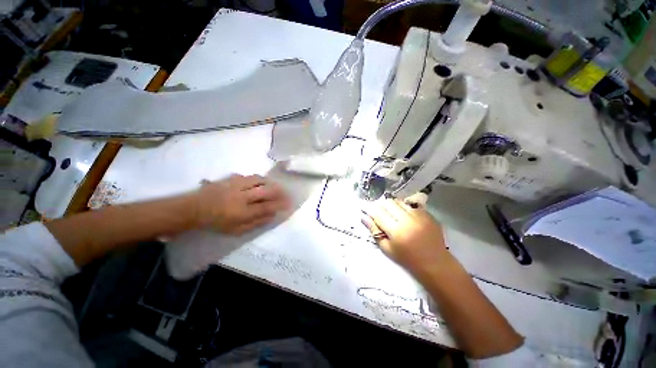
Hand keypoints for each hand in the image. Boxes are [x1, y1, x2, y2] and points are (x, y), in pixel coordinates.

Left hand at [194, 174, 289, 234]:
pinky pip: (249, 176)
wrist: (194, 209)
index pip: (267, 207)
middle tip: (285, 193)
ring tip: (274, 186)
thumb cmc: (216, 222)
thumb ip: (256, 223)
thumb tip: (272, 216)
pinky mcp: (231, 178)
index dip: (280, 205)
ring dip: (269, 183)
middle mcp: (241, 197)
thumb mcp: (236, 230)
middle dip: (278, 192)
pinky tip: (259, 183)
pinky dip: (257, 179)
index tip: (289, 203)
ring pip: (258, 180)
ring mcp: (235, 185)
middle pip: (265, 190)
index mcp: (242, 212)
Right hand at [362, 198, 449, 274]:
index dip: (370, 210)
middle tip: (380, 213)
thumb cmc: (407, 259)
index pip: (378, 213)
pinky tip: (405, 217)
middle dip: (381, 206)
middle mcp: (407, 219)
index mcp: (396, 230)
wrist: (435, 263)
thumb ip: (374, 231)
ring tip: (392, 214)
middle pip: (388, 203)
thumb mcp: (387, 248)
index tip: (366, 210)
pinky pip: (410, 205)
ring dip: (392, 205)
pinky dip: (404, 208)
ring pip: (399, 201)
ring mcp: (419, 215)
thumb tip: (364, 217)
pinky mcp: (427, 214)